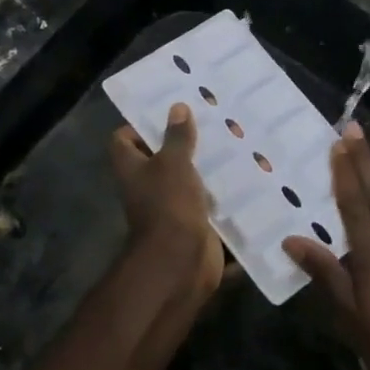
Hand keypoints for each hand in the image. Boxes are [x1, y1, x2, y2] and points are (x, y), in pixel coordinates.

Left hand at [109, 103, 223, 312]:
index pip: (123, 140)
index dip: (139, 126)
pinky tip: (246, 173)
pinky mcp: (195, 222)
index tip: (167, 114)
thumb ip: (177, 137)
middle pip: (160, 158)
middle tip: (211, 122)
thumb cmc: (168, 204)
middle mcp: (148, 187)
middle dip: (184, 142)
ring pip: (188, 179)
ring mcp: (171, 206)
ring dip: (207, 166)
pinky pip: (208, 202)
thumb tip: (177, 108)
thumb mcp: (173, 163)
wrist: (181, 261)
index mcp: (133, 169)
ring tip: (234, 142)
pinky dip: (223, 192)